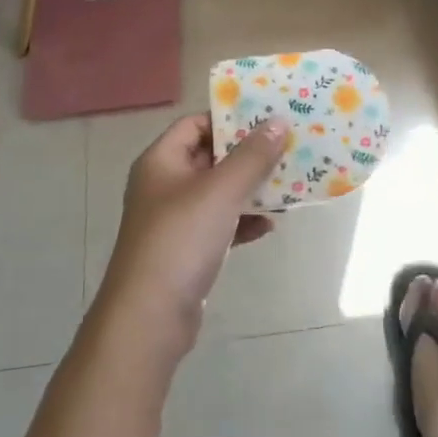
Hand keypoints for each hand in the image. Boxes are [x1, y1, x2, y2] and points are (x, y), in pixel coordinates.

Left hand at [98, 114, 289, 352]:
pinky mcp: (186, 252)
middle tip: (286, 147)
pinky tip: (271, 226)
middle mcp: (164, 184)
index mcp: (161, 161)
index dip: (229, 118)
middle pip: (210, 157)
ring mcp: (174, 220)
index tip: (265, 117)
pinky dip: (243, 222)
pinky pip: (220, 225)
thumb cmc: (181, 240)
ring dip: (250, 189)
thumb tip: (278, 121)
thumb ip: (252, 156)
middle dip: (247, 154)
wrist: (149, 319)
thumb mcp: (220, 191)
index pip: (195, 124)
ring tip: (288, 184)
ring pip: (218, 193)